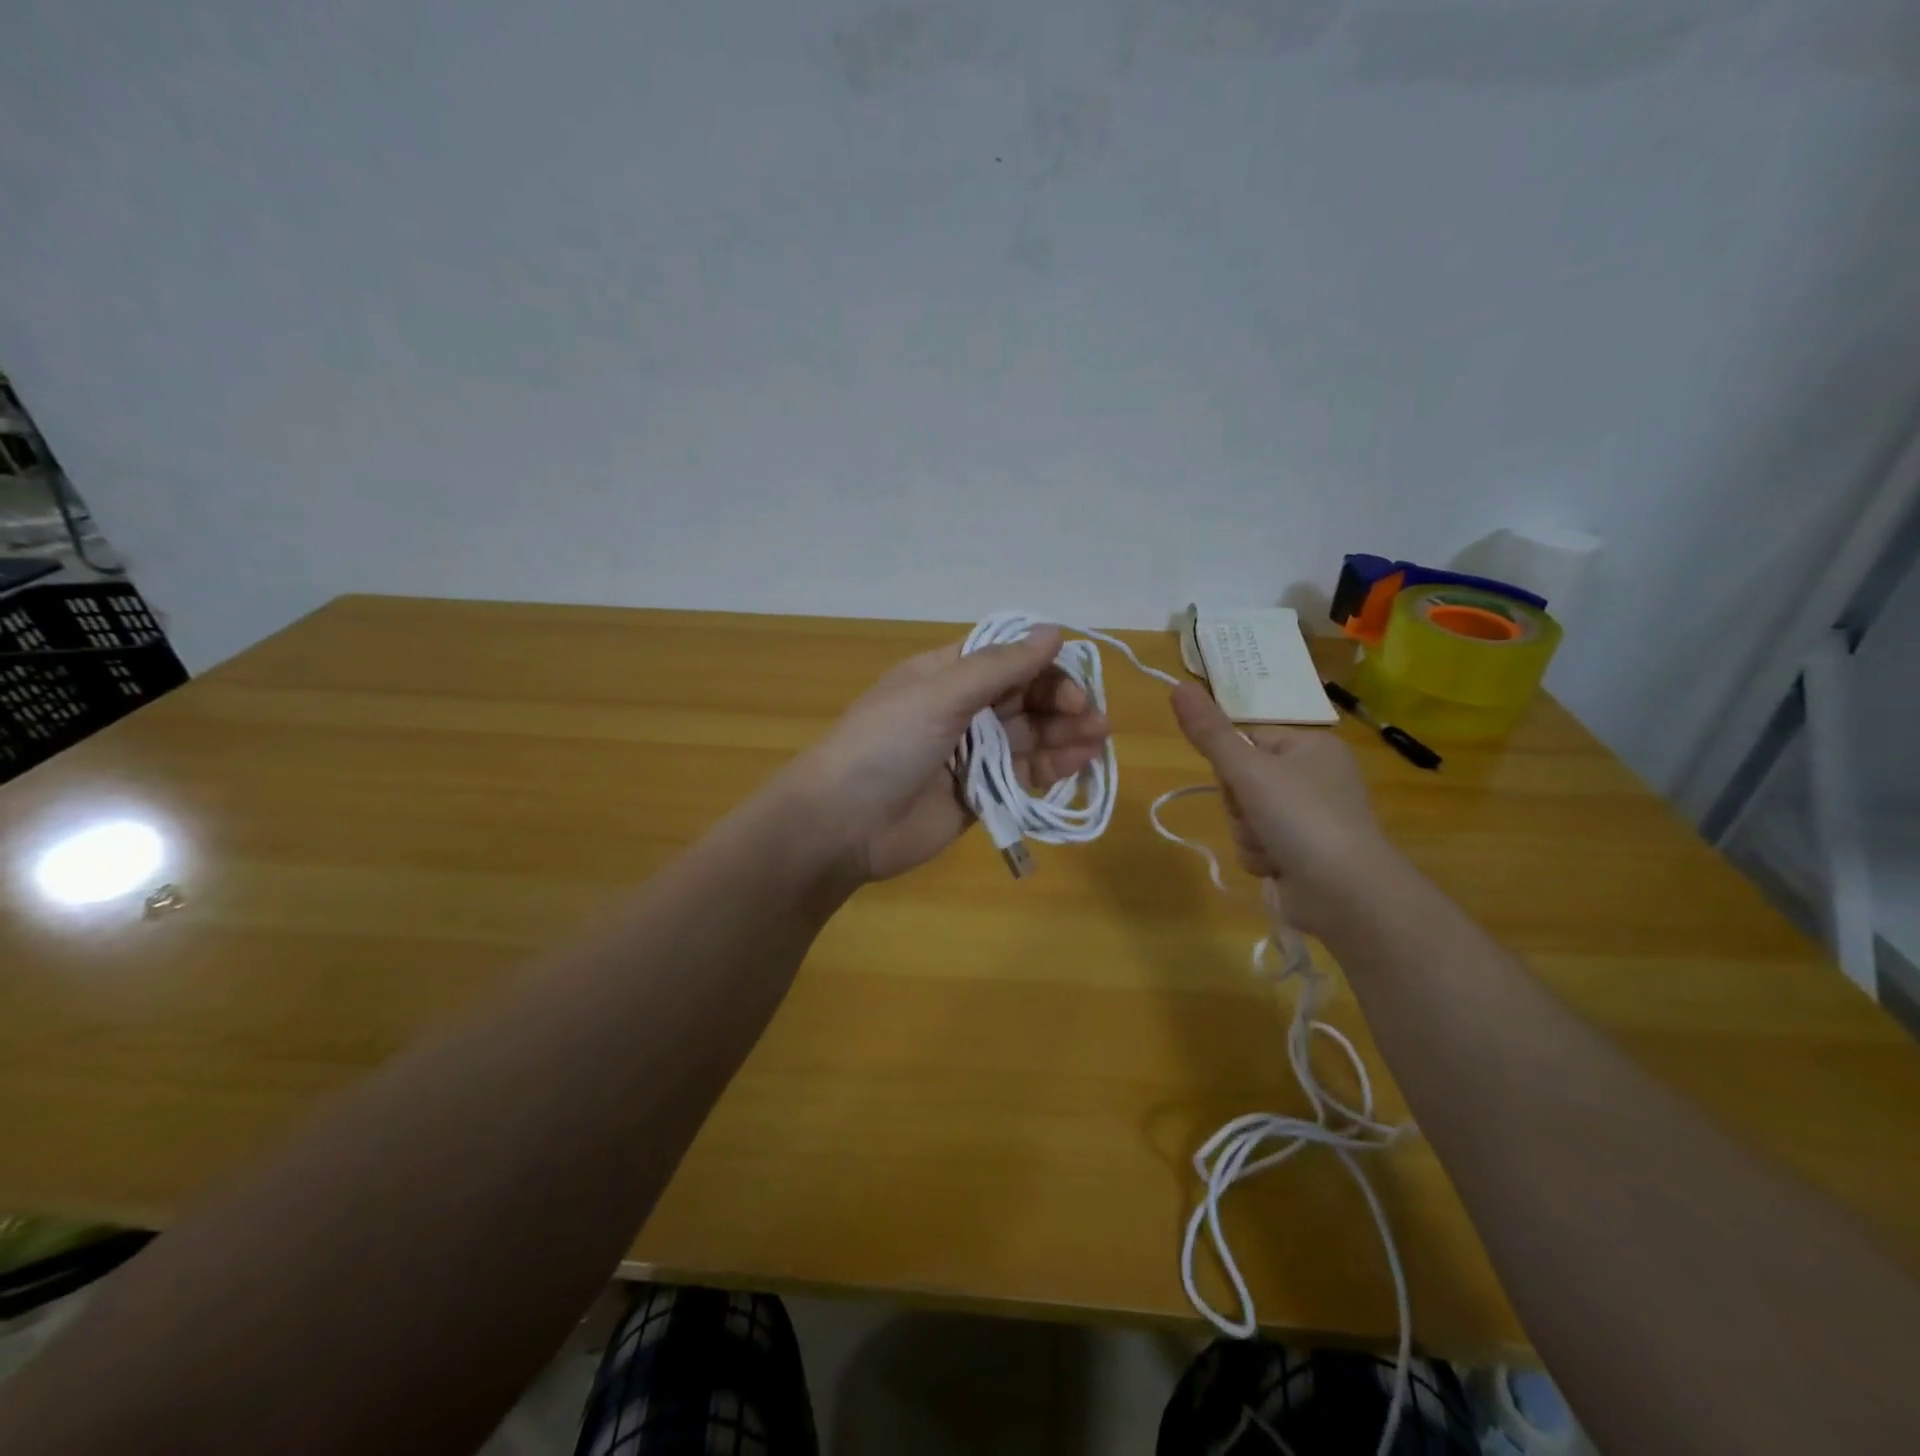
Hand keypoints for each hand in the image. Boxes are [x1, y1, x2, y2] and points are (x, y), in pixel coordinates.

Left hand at [786, 627, 1110, 882]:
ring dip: (1064, 734)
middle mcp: (961, 709)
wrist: (842, 824)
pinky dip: (1051, 768)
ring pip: (1029, 736)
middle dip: (1060, 702)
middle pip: (1023, 697)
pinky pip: (1022, 775)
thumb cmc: (886, 744)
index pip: (1006, 658)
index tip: (1074, 682)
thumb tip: (1053, 630)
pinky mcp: (979, 794)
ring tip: (1097, 739)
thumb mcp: (939, 694)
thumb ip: (999, 666)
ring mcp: (971, 754)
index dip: (1043, 666)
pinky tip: (1079, 763)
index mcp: (945, 675)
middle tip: (1092, 717)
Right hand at [1169, 682, 1395, 932]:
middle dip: (1240, 807)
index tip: (1241, 779)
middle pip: (1242, 782)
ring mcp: (1310, 819)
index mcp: (1311, 747)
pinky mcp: (1303, 854)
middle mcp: (1314, 778)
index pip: (1248, 740)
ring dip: (1248, 836)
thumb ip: (1209, 732)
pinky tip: (1277, 867)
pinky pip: (1259, 846)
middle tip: (1259, 817)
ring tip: (1272, 848)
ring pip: (1246, 817)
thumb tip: (1177, 686)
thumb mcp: (1248, 769)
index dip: (1233, 763)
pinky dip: (1261, 858)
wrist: (1345, 892)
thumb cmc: (1300, 817)